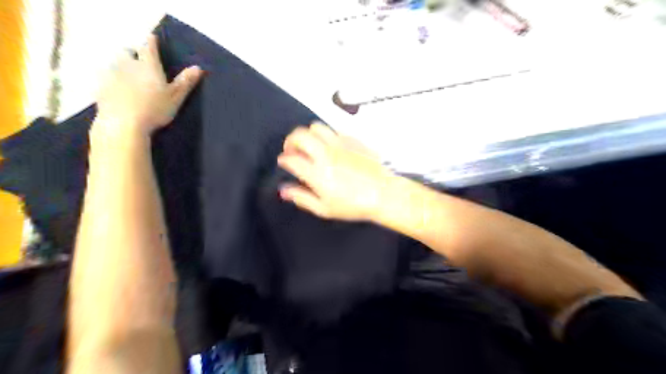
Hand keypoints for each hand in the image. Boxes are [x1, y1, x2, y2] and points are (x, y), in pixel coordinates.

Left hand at [93, 34, 202, 141]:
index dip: (151, 42)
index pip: (149, 47)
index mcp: (148, 66)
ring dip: (123, 66)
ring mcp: (112, 75)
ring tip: (130, 77)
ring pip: (116, 64)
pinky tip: (119, 91)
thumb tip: (198, 67)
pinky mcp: (101, 87)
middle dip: (133, 54)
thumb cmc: (154, 109)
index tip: (153, 38)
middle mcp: (128, 65)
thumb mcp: (175, 97)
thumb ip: (185, 82)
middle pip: (128, 52)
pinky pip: (107, 78)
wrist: (123, 124)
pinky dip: (114, 80)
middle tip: (140, 62)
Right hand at [275, 123, 393, 222]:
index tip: (284, 162)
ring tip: (310, 145)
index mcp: (317, 173)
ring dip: (308, 134)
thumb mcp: (324, 209)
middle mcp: (326, 154)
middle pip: (299, 135)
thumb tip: (285, 190)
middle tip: (292, 149)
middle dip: (290, 140)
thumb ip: (302, 198)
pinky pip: (334, 130)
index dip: (283, 159)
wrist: (383, 194)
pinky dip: (327, 136)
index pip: (291, 158)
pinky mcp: (353, 140)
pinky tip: (331, 147)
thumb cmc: (355, 205)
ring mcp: (340, 145)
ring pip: (316, 127)